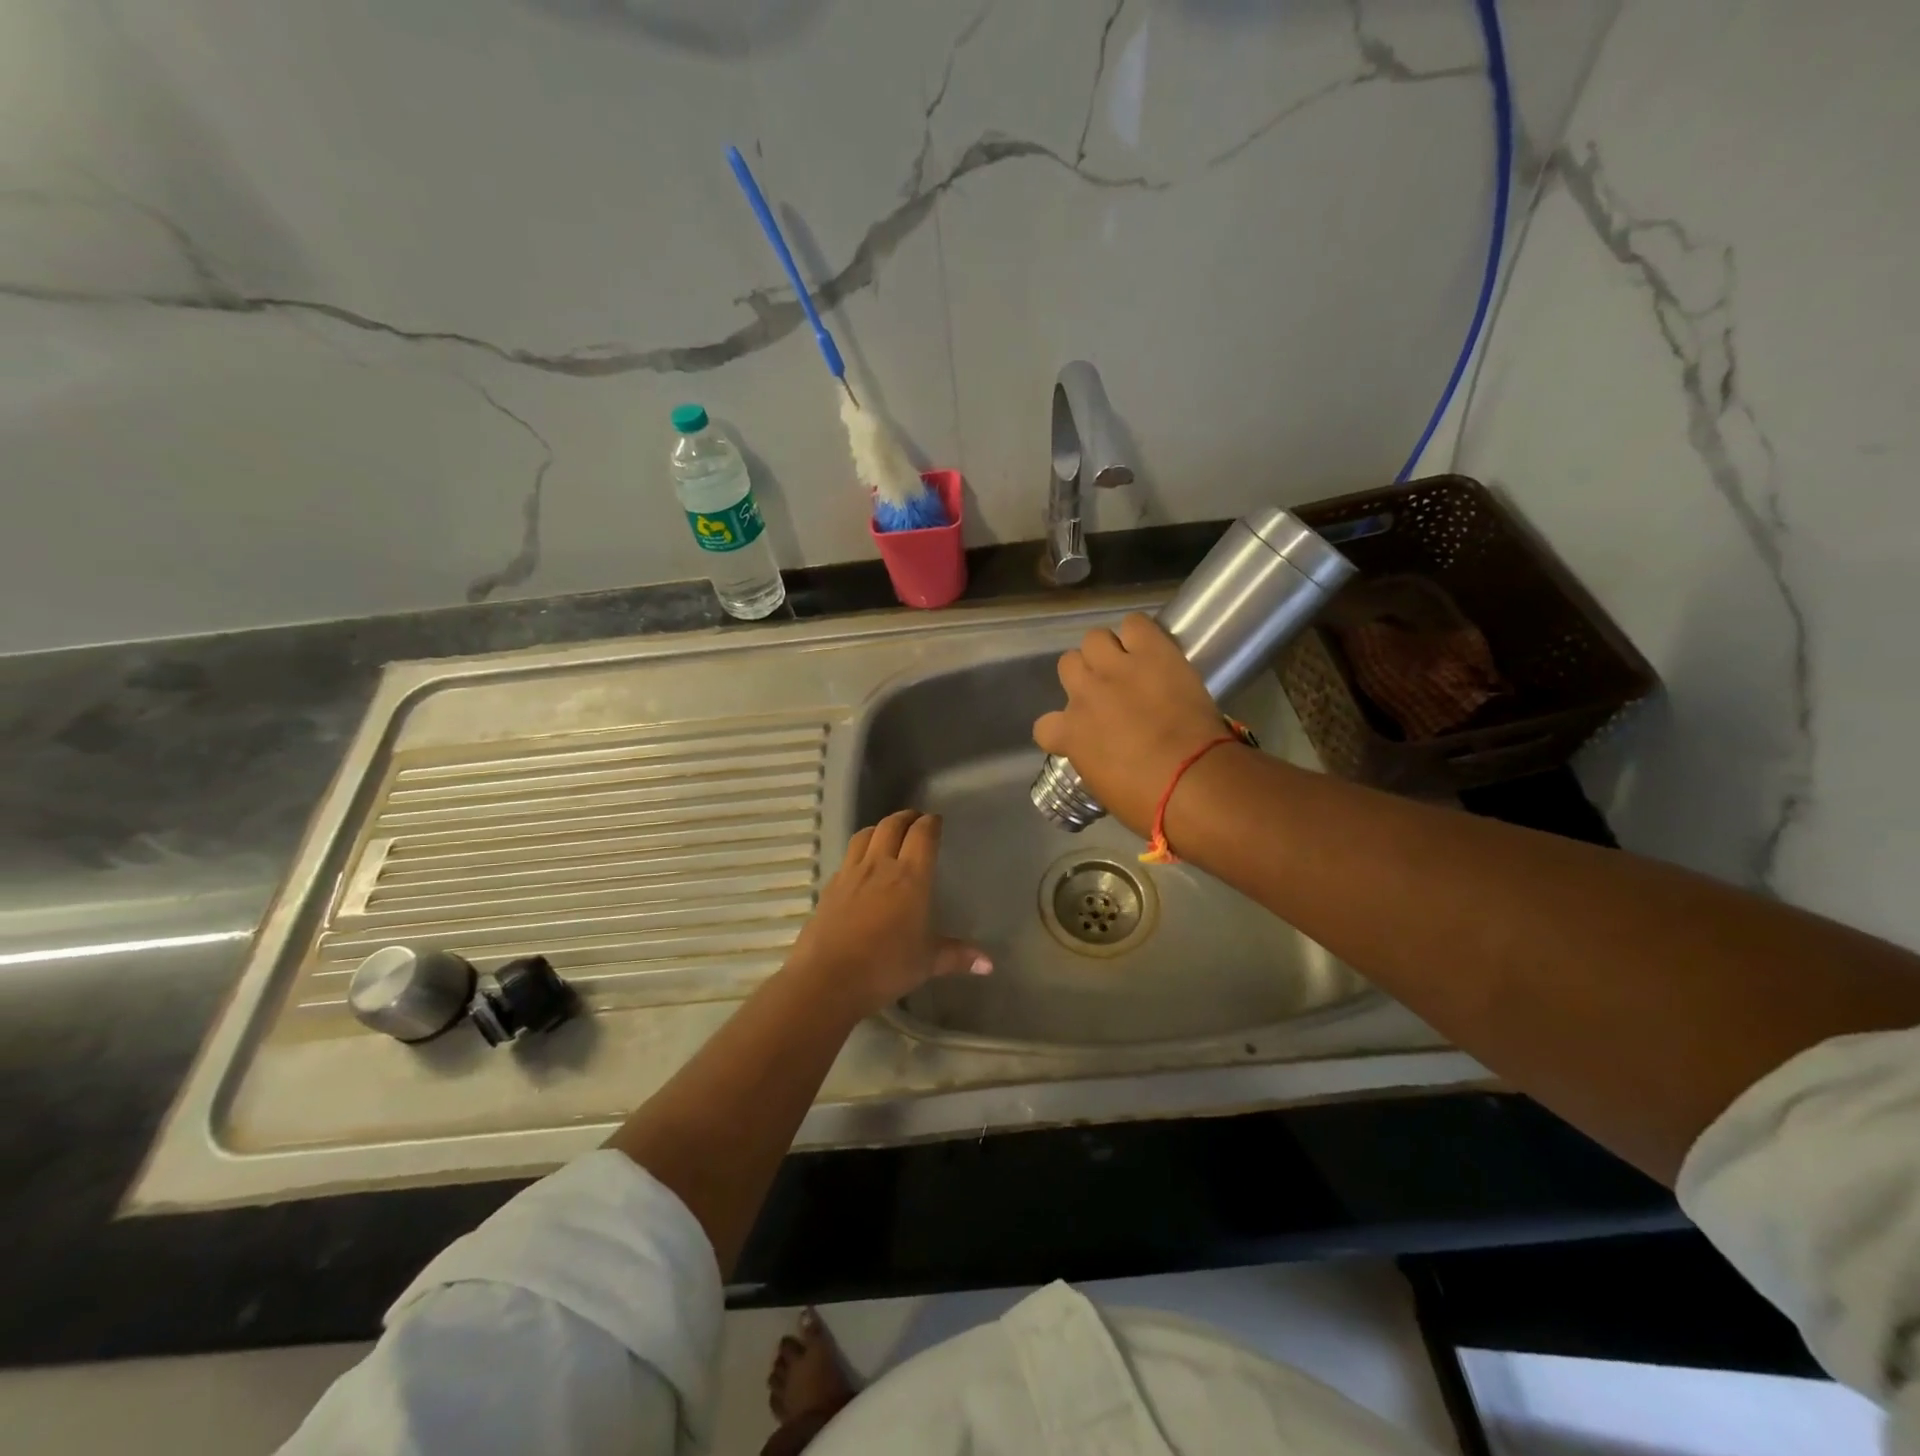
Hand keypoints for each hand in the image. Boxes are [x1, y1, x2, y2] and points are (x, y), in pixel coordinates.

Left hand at [785, 809, 989, 1016]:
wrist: (829, 979)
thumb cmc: (886, 967)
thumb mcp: (927, 962)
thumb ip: (957, 956)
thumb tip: (988, 964)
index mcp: (910, 877)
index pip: (922, 835)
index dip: (930, 823)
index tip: (935, 820)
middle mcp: (880, 866)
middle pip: (891, 825)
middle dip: (905, 818)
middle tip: (915, 819)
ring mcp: (851, 874)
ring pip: (865, 835)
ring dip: (879, 828)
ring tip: (886, 833)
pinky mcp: (830, 887)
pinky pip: (847, 858)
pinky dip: (858, 852)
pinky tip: (861, 866)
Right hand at [1033, 613, 1229, 835]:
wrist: (1195, 782)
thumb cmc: (1151, 804)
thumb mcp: (1106, 790)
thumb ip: (1094, 763)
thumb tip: (1104, 758)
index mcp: (1069, 735)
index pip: (1044, 726)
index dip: (1062, 729)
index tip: (1080, 735)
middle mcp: (1085, 694)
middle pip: (1068, 665)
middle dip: (1085, 676)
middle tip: (1109, 690)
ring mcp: (1116, 669)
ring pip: (1094, 638)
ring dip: (1109, 651)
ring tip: (1129, 664)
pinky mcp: (1152, 652)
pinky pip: (1135, 623)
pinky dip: (1141, 634)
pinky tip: (1152, 649)